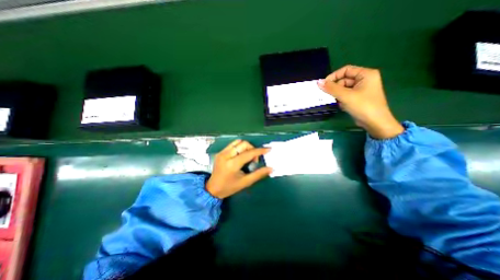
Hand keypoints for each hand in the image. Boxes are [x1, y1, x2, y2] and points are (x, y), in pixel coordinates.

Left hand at [205, 140, 271, 198]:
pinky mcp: (220, 152)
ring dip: (246, 146)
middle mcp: (226, 155)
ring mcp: (222, 152)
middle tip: (254, 159)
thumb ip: (258, 174)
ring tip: (248, 156)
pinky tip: (241, 154)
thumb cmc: (229, 187)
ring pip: (238, 142)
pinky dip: (239, 147)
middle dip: (252, 149)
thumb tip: (271, 168)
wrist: (213, 188)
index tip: (268, 149)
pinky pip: (232, 144)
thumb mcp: (245, 182)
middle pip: (243, 144)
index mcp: (232, 164)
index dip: (259, 151)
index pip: (249, 153)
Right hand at [318, 65, 402, 138]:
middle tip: (328, 95)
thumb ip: (331, 88)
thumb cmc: (362, 106)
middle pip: (344, 79)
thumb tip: (318, 82)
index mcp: (366, 74)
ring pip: (344, 88)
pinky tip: (341, 105)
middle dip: (335, 88)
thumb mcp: (345, 96)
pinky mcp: (359, 97)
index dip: (334, 76)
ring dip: (338, 94)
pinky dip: (341, 99)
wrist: (375, 123)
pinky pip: (346, 94)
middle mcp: (365, 79)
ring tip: (337, 101)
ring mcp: (362, 89)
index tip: (324, 85)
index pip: (346, 70)